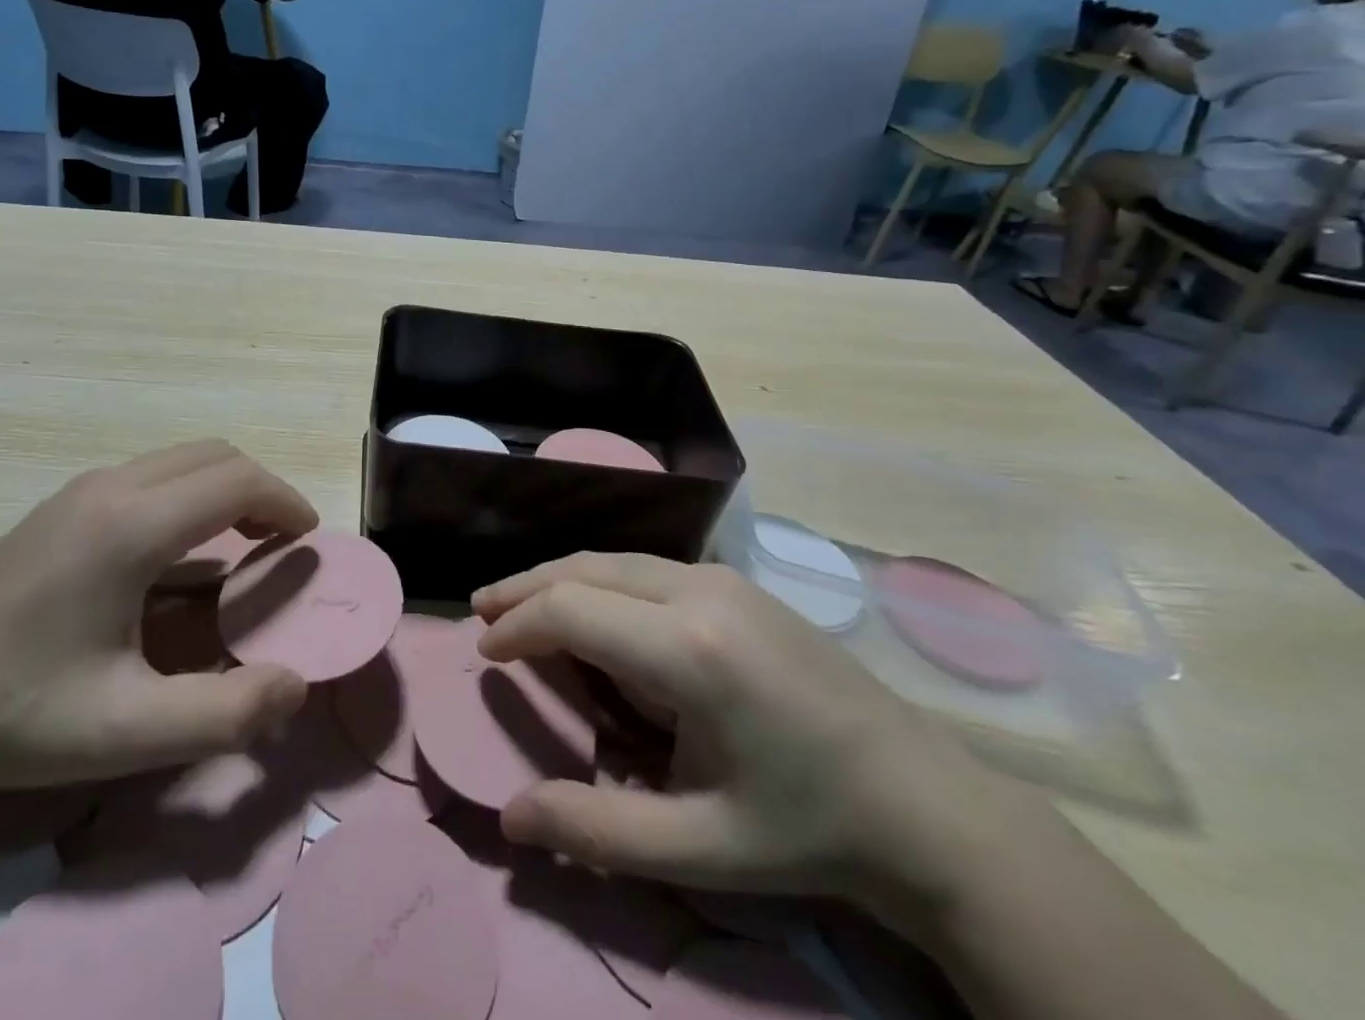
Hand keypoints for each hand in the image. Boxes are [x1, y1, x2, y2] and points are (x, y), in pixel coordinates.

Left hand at [0, 442, 314, 802]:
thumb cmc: (17, 716)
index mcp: (131, 527)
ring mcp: (79, 491)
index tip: (308, 540)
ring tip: (239, 544)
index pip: (236, 481)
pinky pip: (149, 476)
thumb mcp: (127, 732)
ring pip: (180, 460)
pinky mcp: (60, 506)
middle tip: (280, 543)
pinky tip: (176, 555)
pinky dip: (188, 495)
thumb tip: (297, 686)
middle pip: (214, 455)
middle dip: (261, 489)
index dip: (284, 502)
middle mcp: (109, 488)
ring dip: (224, 488)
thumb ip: (225, 713)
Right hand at [473, 554, 1015, 911]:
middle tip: (482, 612)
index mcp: (689, 649)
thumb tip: (510, 819)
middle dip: (526, 588)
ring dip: (561, 578)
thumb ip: (597, 831)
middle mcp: (700, 591)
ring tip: (519, 603)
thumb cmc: (808, 830)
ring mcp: (723, 578)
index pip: (572, 610)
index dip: (518, 625)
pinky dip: (600, 581)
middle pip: (586, 568)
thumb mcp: (701, 849)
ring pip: (615, 560)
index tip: (485, 652)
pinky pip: (646, 568)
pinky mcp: (737, 583)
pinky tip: (591, 609)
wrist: (926, 804)